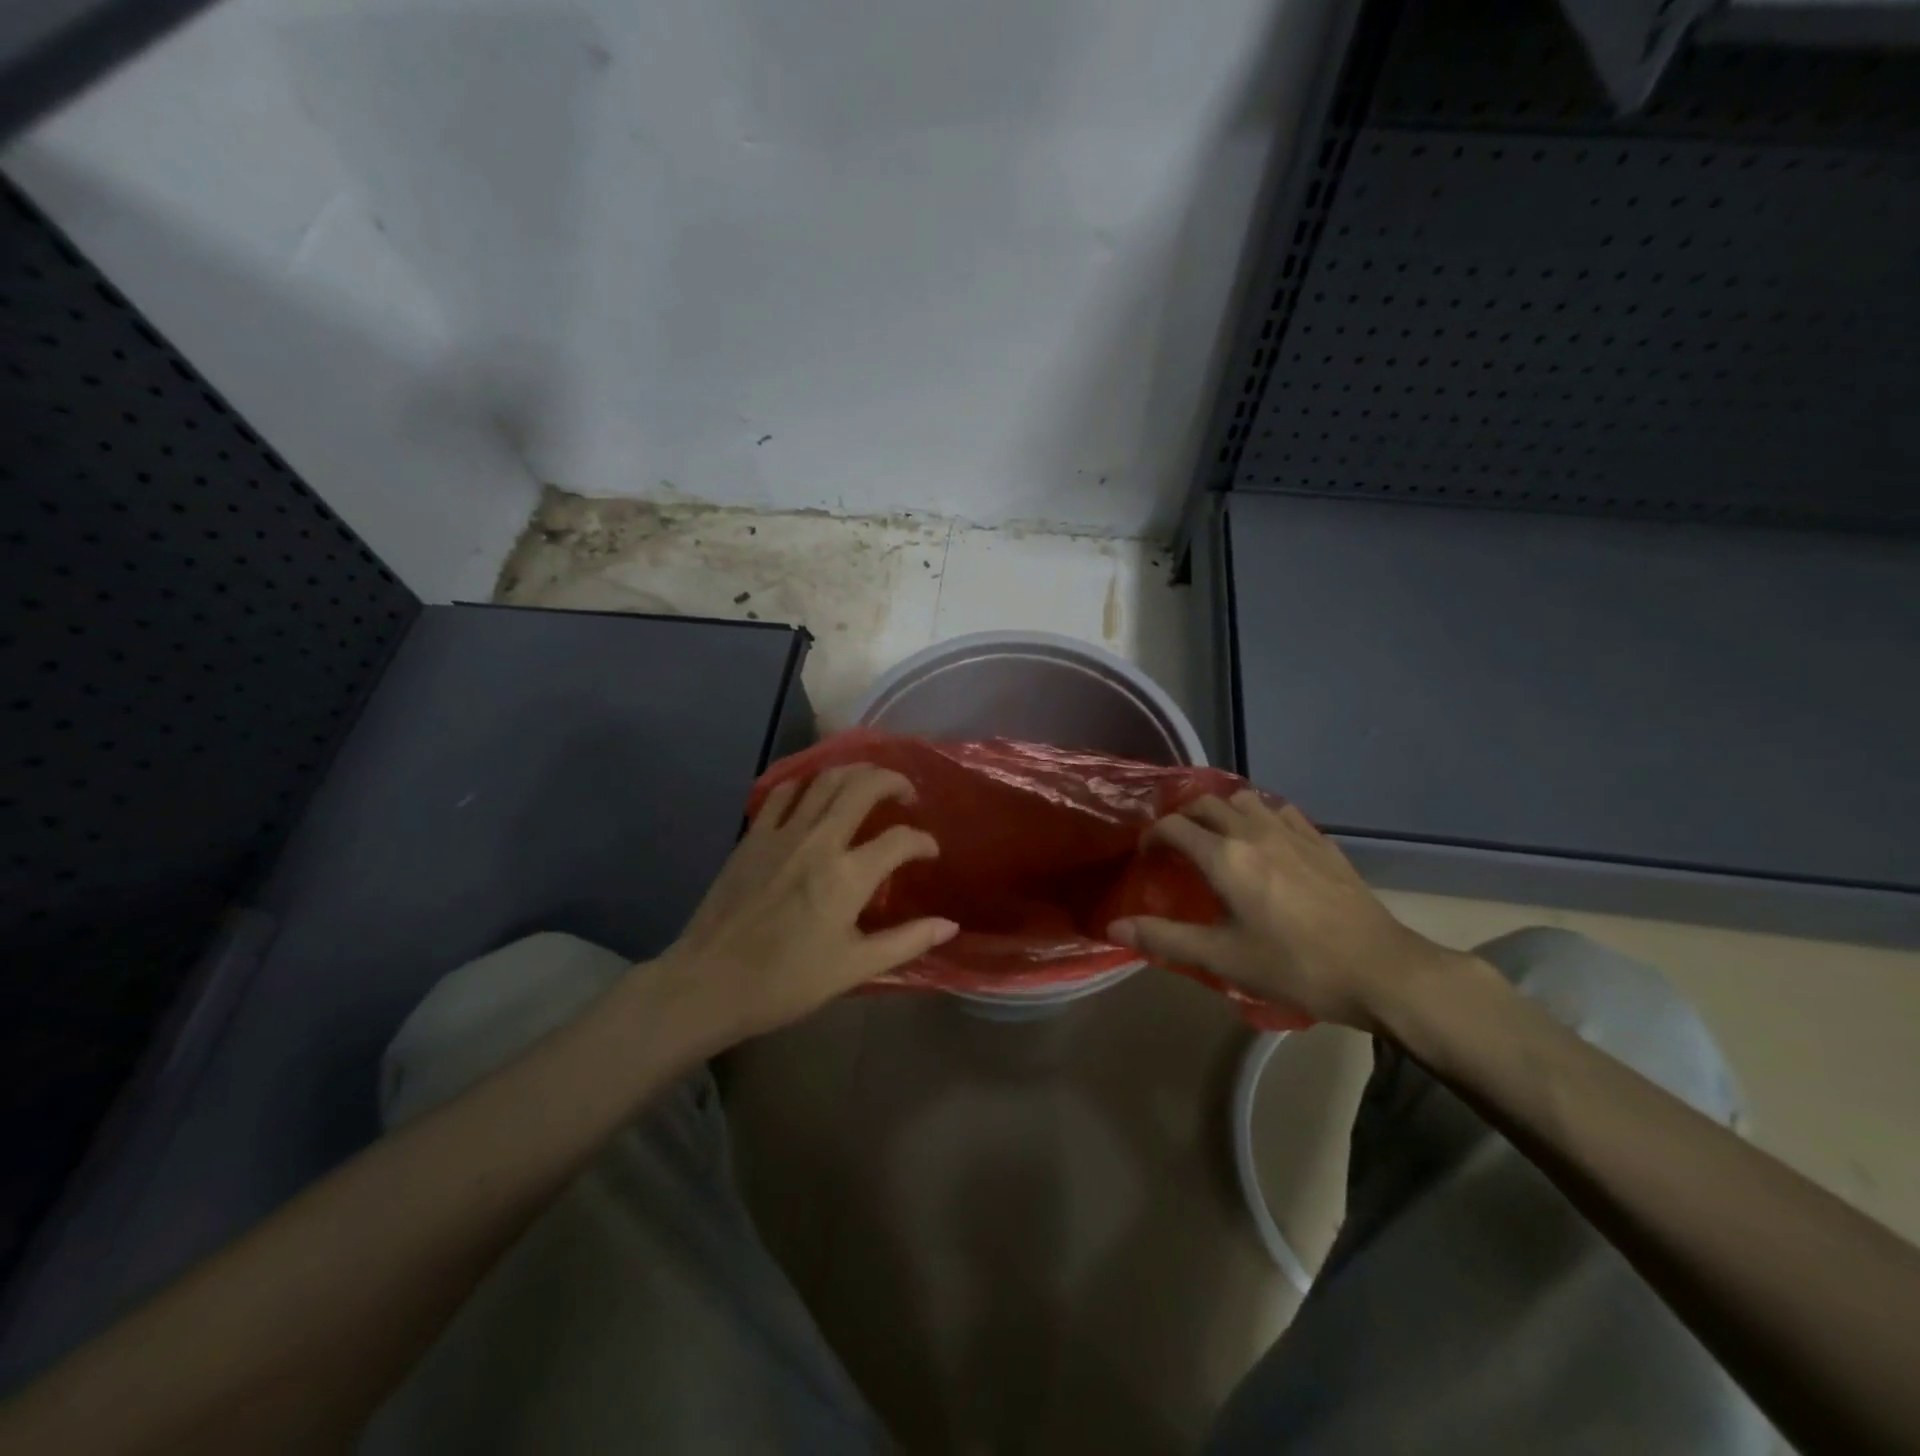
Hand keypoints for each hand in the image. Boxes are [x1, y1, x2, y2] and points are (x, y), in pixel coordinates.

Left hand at [658, 764, 957, 1040]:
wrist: (709, 983)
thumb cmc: (786, 981)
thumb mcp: (854, 968)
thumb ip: (906, 942)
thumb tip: (949, 925)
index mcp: (847, 876)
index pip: (901, 839)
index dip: (923, 842)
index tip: (929, 853)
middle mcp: (819, 841)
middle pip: (864, 786)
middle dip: (893, 781)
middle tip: (906, 795)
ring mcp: (782, 832)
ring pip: (825, 779)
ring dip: (855, 773)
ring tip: (869, 785)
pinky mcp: (753, 835)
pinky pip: (784, 792)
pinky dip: (808, 784)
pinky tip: (816, 795)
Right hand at [1108, 791, 1482, 1032]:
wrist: (1381, 970)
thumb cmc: (1295, 966)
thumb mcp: (1223, 958)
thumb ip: (1165, 939)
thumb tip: (1114, 927)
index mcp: (1225, 857)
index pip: (1174, 827)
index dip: (1152, 837)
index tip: (1146, 858)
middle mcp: (1254, 832)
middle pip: (1206, 804)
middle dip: (1182, 818)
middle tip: (1175, 848)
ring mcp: (1293, 833)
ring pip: (1244, 800)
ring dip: (1221, 810)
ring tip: (1216, 838)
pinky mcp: (1322, 842)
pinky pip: (1280, 811)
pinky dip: (1259, 816)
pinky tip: (1265, 841)